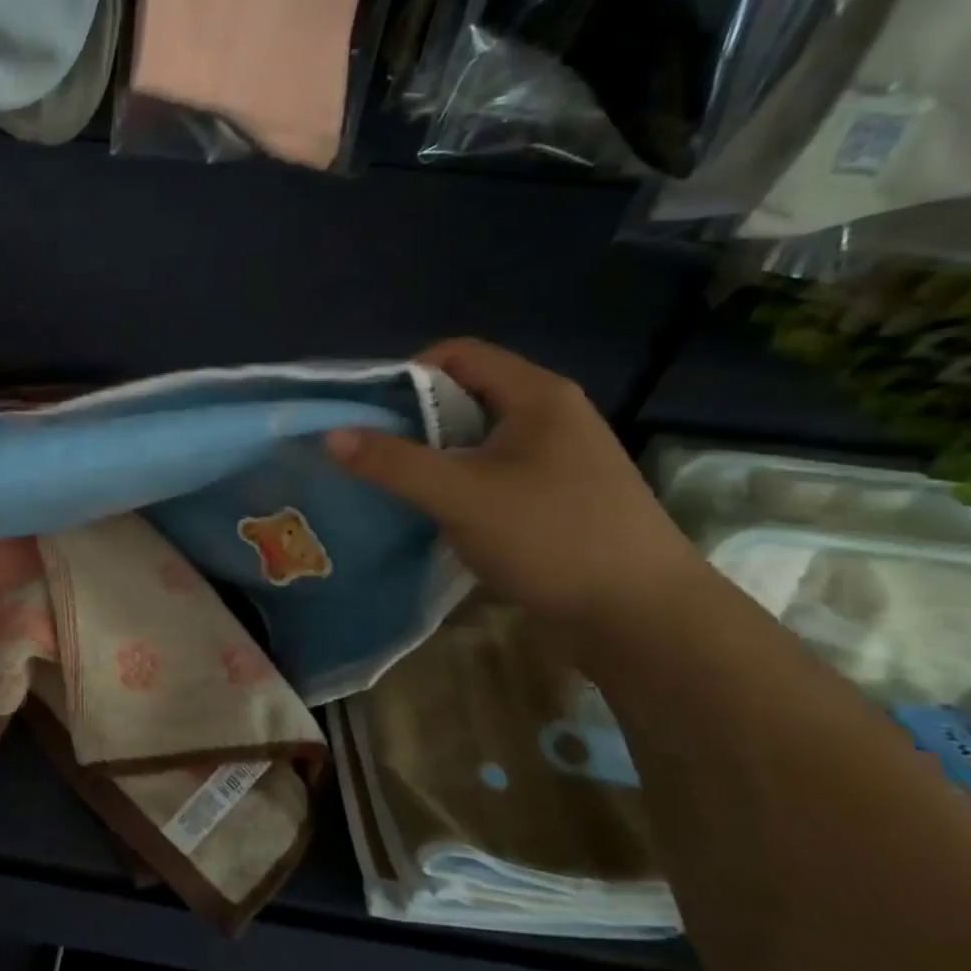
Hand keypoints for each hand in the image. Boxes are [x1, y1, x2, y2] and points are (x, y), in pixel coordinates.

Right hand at [327, 339, 705, 632]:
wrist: (641, 616)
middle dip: (411, 419)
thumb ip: (392, 463)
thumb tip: (329, 434)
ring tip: (391, 484)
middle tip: (368, 452)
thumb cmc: (551, 537)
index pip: (456, 354)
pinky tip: (432, 512)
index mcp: (536, 395)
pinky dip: (455, 482)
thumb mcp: (460, 495)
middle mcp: (549, 415)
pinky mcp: (554, 495)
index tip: (366, 414)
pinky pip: (490, 471)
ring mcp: (556, 457)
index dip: (404, 374)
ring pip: (475, 438)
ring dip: (431, 455)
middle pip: (463, 394)